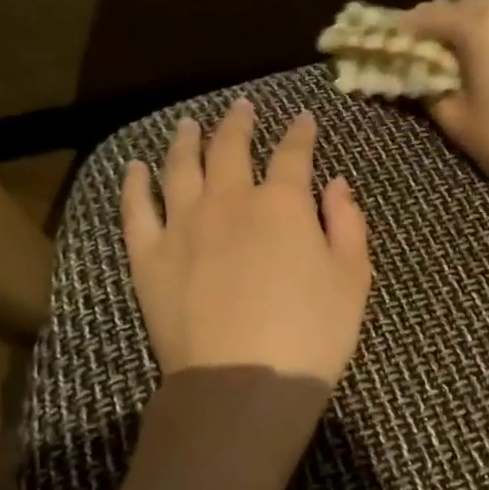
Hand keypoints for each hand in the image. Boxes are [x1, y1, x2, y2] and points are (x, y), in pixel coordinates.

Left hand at [121, 98, 370, 385]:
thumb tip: (337, 184)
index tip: (303, 118)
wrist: (243, 383)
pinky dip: (135, 183)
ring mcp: (183, 225)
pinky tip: (136, 167)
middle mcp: (229, 201)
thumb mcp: (353, 278)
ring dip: (186, 140)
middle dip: (239, 123)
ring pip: (180, 167)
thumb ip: (347, 224)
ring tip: (189, 124)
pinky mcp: (149, 256)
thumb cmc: (311, 334)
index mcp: (282, 203)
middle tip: (242, 107)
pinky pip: (136, 209)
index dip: (300, 133)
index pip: (293, 154)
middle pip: (231, 148)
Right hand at [397, 0, 488, 218]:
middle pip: (469, 8)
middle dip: (446, 27)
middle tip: (430, 54)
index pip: (430, 15)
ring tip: (473, 61)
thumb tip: (419, 78)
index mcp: (483, 25)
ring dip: (483, 32)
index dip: (406, 30)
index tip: (391, 43)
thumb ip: (430, 91)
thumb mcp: (458, 123)